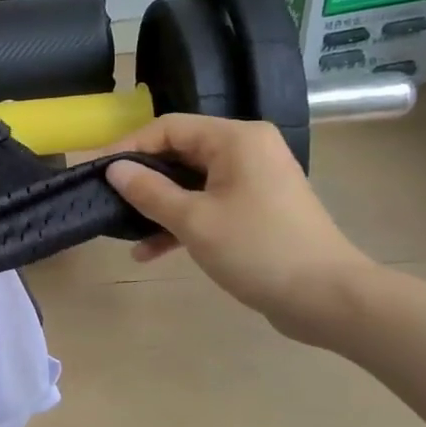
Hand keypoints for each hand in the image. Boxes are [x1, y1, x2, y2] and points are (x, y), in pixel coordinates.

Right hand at [100, 115, 373, 342]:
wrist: (327, 298)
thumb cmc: (258, 249)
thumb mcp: (194, 221)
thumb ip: (149, 192)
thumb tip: (114, 169)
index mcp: (236, 139)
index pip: (169, 128)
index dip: (129, 147)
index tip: (98, 171)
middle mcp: (247, 150)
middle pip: (179, 153)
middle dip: (143, 179)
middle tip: (107, 200)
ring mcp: (254, 180)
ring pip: (191, 182)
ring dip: (159, 206)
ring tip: (126, 232)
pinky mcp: (257, 208)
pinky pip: (209, 203)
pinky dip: (182, 221)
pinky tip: (151, 251)